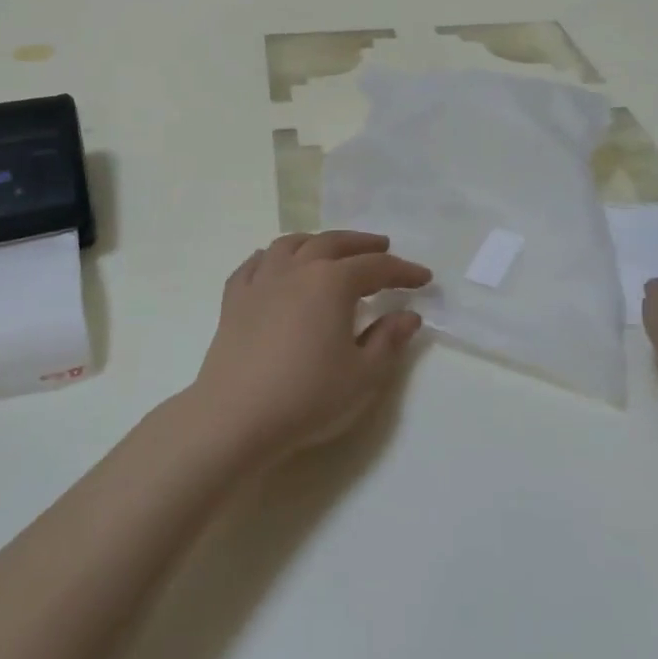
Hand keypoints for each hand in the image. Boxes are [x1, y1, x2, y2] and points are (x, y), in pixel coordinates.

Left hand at [190, 231, 433, 466]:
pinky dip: (272, 257)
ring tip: (330, 249)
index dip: (403, 271)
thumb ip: (389, 340)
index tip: (424, 278)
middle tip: (382, 247)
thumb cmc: (308, 396)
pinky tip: (275, 265)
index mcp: (332, 282)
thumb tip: (408, 316)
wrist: (236, 417)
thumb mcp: (363, 375)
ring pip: (291, 244)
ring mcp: (261, 281)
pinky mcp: (234, 299)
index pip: (376, 267)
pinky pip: (255, 264)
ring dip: (317, 241)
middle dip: (362, 244)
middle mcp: (296, 269)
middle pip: (333, 243)